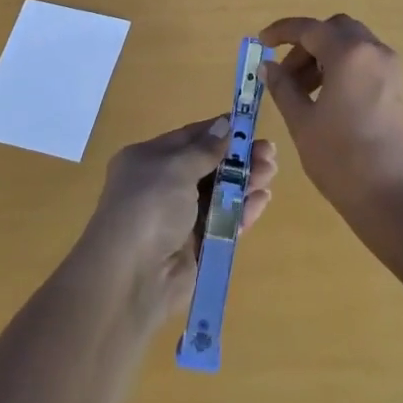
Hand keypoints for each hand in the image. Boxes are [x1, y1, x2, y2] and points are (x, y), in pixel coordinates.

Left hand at [78, 117, 277, 320]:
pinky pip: (223, 222)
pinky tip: (262, 199)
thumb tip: (224, 124)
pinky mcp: (196, 246)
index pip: (189, 138)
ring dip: (245, 181)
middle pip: (208, 165)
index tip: (249, 125)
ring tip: (271, 172)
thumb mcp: (175, 168)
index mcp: (148, 160)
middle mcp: (162, 186)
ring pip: (219, 193)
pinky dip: (242, 209)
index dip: (219, 131)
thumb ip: (205, 149)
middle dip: (238, 157)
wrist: (132, 278)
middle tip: (269, 152)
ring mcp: (179, 218)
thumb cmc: (149, 208)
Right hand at [259, 14, 402, 224]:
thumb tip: (268, 66)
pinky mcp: (401, 89)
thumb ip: (283, 87)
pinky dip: (345, 68)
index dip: (281, 32)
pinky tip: (328, 100)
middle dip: (307, 44)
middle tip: (286, 73)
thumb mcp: (302, 122)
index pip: (309, 28)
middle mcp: (375, 51)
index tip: (261, 43)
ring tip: (303, 92)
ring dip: (325, 57)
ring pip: (353, 46)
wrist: (395, 199)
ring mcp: (393, 69)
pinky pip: (367, 63)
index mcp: (349, 54)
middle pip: (335, 30)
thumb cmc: (341, 159)